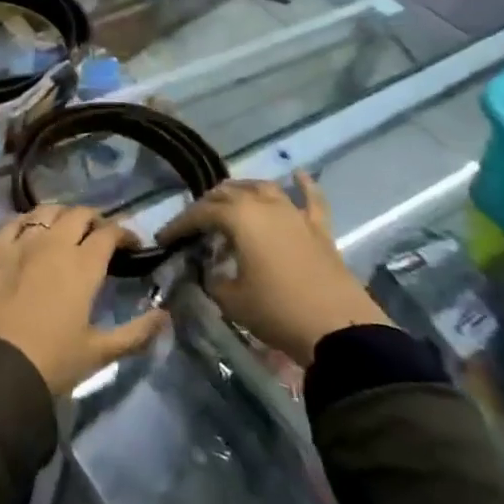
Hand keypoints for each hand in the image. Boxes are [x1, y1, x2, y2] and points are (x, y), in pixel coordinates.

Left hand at [0, 204, 169, 395]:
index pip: (109, 233)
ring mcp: (22, 243)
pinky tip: (32, 231)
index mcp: (83, 265)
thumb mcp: (100, 352)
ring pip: (46, 211)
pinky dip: (28, 221)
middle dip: (95, 220)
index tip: (131, 245)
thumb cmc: (53, 362)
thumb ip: (136, 332)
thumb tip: (166, 315)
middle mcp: (54, 244)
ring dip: (62, 215)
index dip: (124, 234)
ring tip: (67, 229)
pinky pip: (13, 222)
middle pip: (79, 214)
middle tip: (100, 236)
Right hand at [158, 171, 389, 365]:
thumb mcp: (230, 300)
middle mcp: (264, 205)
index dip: (179, 225)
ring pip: (263, 188)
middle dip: (206, 206)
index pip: (200, 213)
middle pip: (228, 194)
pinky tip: (297, 175)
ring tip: (229, 200)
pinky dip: (303, 185)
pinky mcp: (319, 229)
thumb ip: (212, 279)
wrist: (339, 329)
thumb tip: (210, 270)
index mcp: (238, 217)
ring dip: (242, 190)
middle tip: (193, 225)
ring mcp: (294, 214)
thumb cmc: (276, 310)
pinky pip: (310, 199)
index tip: (164, 239)